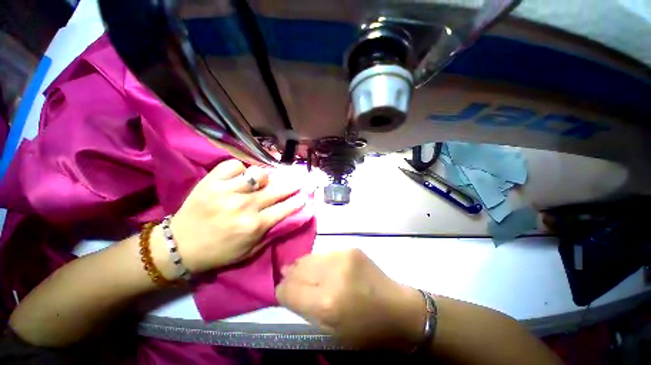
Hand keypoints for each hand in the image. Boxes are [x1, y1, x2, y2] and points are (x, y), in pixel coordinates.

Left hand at [164, 159, 305, 273]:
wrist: (180, 246)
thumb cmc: (218, 251)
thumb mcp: (249, 251)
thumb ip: (269, 234)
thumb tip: (286, 217)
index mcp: (254, 225)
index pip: (284, 209)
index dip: (297, 201)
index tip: (304, 195)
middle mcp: (245, 206)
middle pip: (276, 190)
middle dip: (291, 184)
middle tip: (299, 179)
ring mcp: (227, 192)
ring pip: (256, 174)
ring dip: (264, 176)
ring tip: (265, 178)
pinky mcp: (211, 182)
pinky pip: (233, 166)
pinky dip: (239, 168)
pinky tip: (240, 175)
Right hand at [276, 249, 425, 350]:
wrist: (397, 309)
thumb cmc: (364, 329)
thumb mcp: (329, 330)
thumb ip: (304, 307)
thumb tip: (286, 287)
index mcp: (326, 304)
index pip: (288, 290)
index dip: (281, 290)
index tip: (283, 292)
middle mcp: (332, 275)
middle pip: (297, 268)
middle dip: (291, 275)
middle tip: (291, 278)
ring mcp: (343, 256)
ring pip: (309, 257)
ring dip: (304, 265)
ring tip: (306, 272)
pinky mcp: (351, 248)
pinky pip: (325, 253)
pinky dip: (319, 261)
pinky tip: (324, 267)